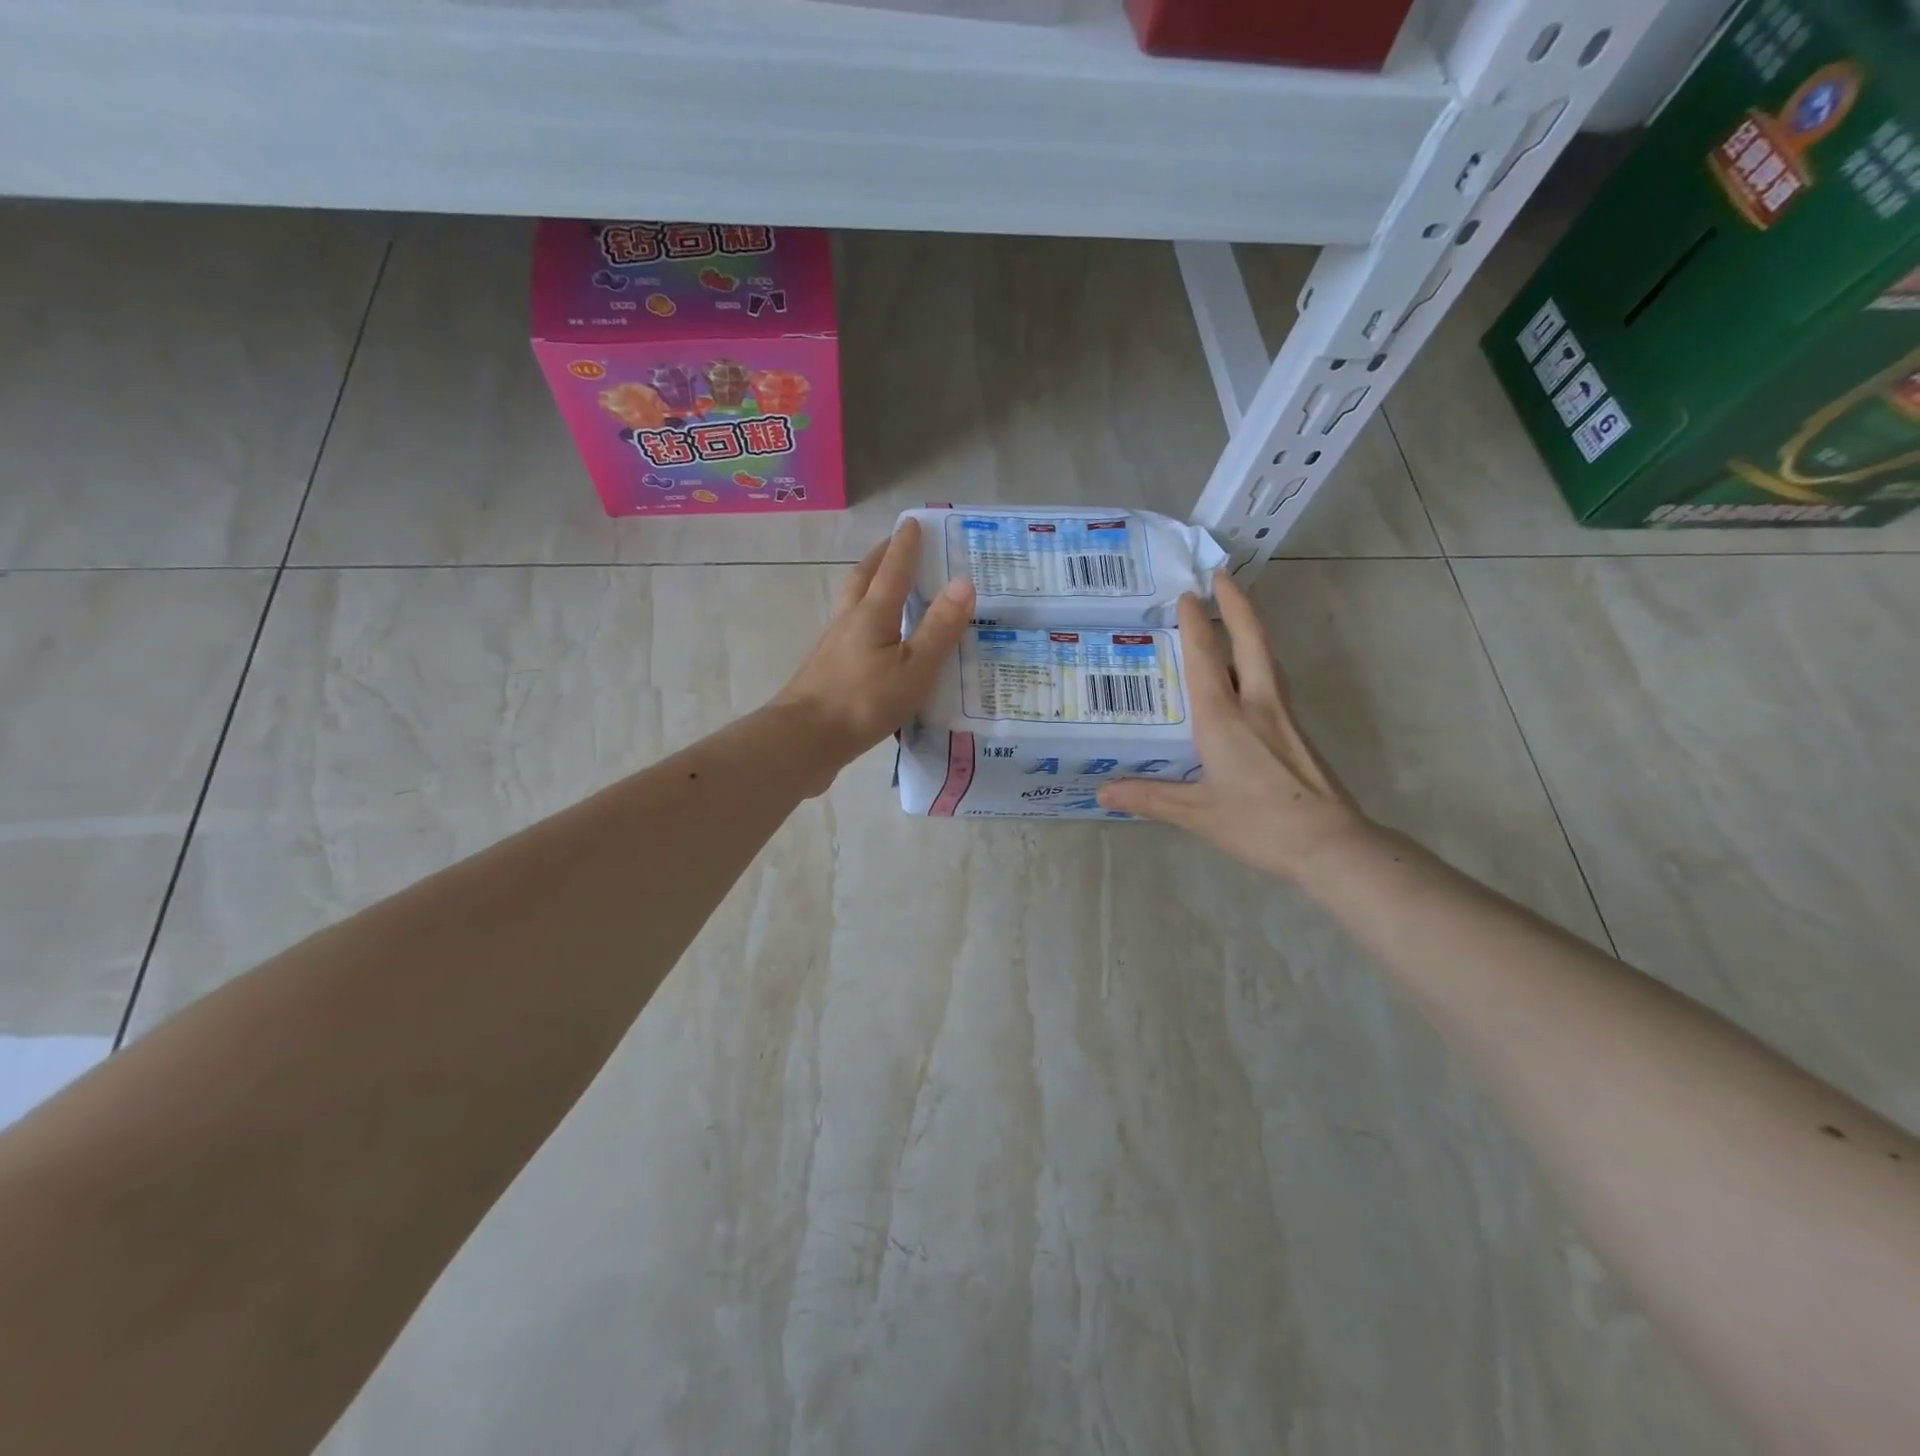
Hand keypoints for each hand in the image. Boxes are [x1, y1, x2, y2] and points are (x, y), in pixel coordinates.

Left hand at [774, 519, 974, 785]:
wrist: (804, 739)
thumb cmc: (864, 701)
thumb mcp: (914, 667)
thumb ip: (939, 628)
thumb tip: (964, 582)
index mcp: (872, 614)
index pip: (893, 570)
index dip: (904, 546)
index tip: (912, 522)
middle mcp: (849, 622)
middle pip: (863, 579)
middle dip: (880, 558)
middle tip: (894, 545)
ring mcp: (833, 646)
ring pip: (852, 604)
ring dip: (868, 586)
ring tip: (884, 586)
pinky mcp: (826, 671)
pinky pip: (849, 632)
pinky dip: (863, 620)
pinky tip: (872, 640)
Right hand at [1097, 574, 1372, 881]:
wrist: (1332, 846)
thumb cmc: (1259, 825)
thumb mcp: (1197, 814)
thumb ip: (1150, 798)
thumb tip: (1103, 792)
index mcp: (1225, 719)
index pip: (1207, 659)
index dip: (1195, 623)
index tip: (1187, 594)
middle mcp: (1257, 706)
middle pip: (1251, 641)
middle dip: (1236, 605)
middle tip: (1221, 576)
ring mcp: (1283, 717)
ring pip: (1268, 658)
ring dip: (1252, 628)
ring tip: (1235, 615)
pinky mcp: (1298, 733)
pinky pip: (1274, 682)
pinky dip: (1260, 661)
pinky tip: (1250, 676)